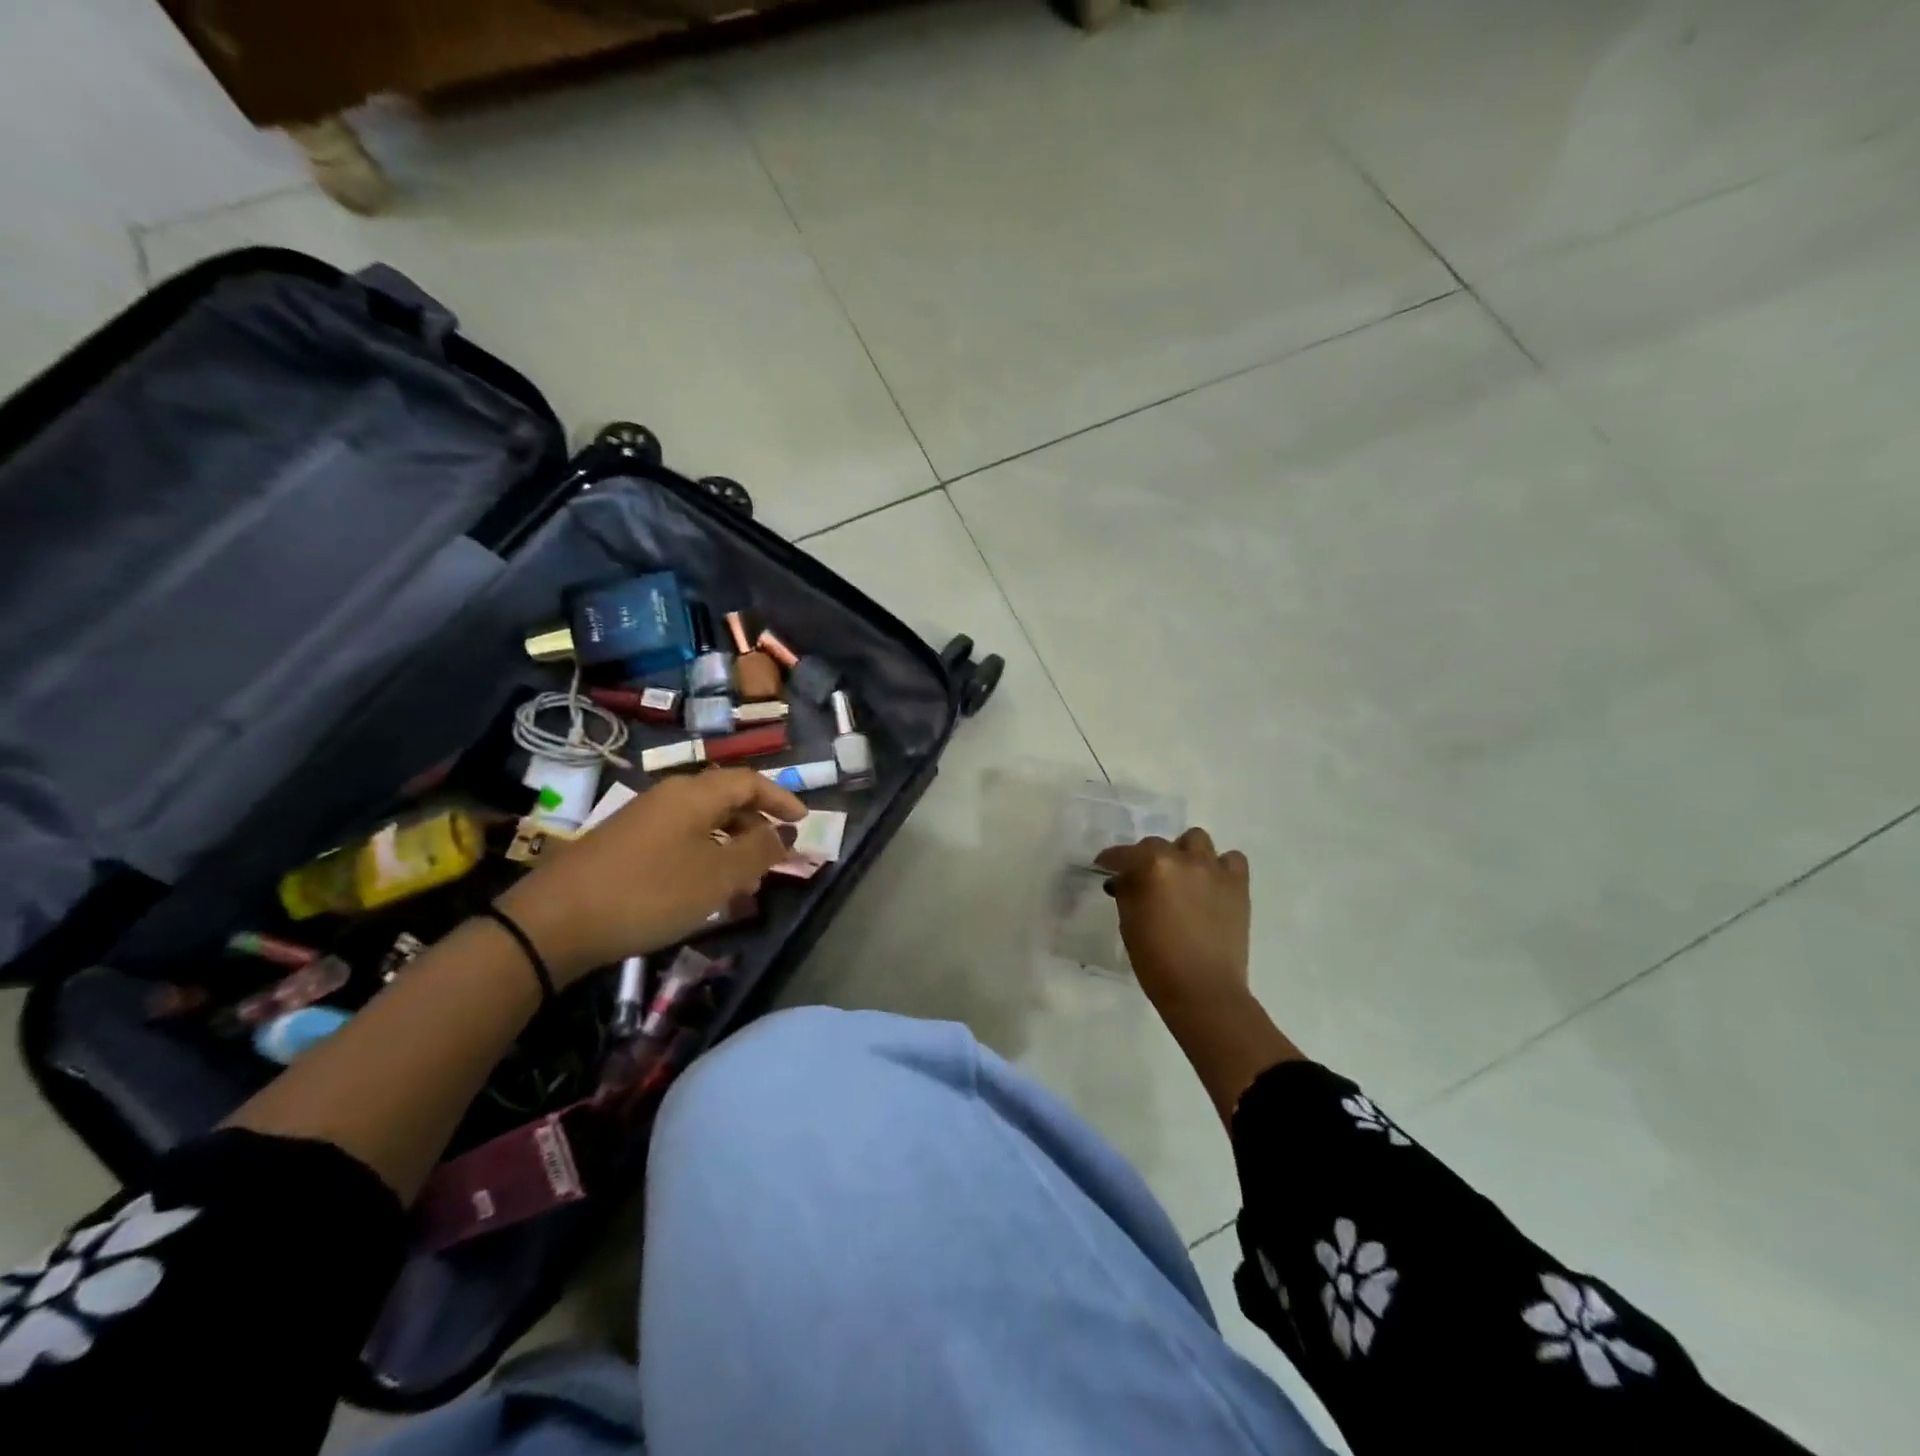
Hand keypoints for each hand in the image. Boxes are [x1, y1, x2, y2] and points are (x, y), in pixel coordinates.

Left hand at [494, 768, 805, 983]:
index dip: (781, 798)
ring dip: (731, 846)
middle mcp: (670, 796)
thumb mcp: (719, 875)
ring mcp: (643, 819)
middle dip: (757, 826)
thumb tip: (782, 833)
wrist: (556, 921)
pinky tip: (704, 890)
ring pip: (703, 823)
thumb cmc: (652, 892)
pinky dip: (705, 856)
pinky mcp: (624, 845)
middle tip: (775, 857)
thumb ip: (759, 851)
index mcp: (695, 793)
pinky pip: (680, 840)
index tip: (803, 822)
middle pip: (726, 799)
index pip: (750, 781)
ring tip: (745, 884)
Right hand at [1097, 828, 1297, 1121]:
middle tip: (1143, 879)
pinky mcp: (1238, 885)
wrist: (1203, 991)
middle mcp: (1184, 859)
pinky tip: (1211, 883)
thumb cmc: (1156, 961)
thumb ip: (1127, 892)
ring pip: (1196, 840)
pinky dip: (1220, 866)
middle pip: (1157, 844)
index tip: (1104, 866)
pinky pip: (1232, 860)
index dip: (1110, 859)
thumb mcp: (1129, 923)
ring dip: (1184, 853)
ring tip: (1181, 875)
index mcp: (1152, 866)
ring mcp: (1214, 870)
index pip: (1123, 854)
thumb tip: (1124, 879)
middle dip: (1145, 858)